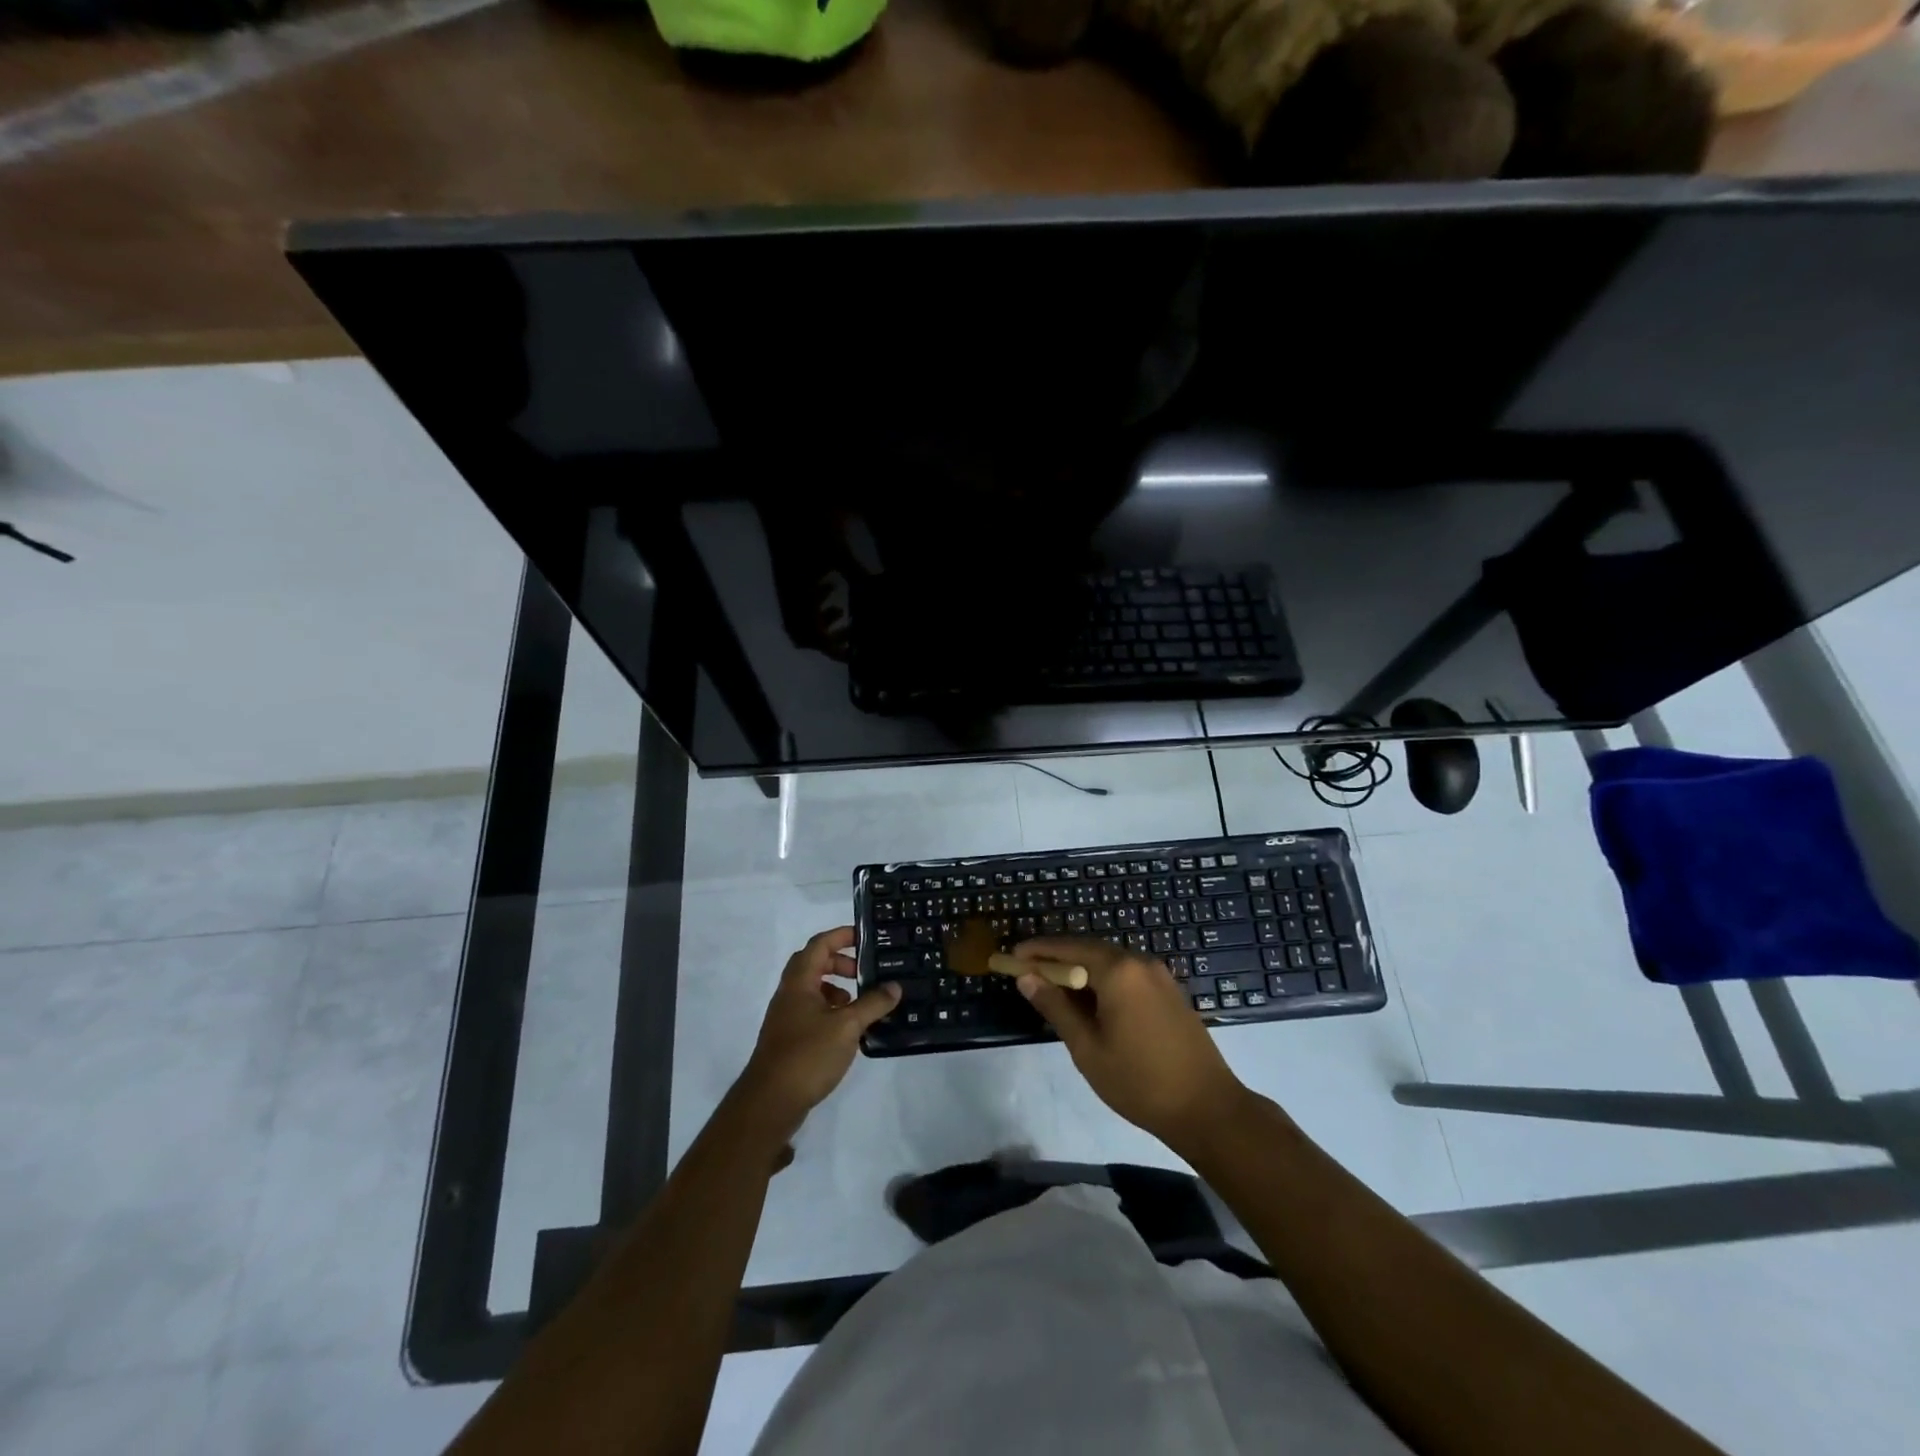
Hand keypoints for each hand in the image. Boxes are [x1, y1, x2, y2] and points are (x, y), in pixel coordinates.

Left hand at [734, 927, 899, 1141]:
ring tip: (860, 1003)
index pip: (819, 944)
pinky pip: (812, 1011)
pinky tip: (848, 1029)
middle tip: (864, 972)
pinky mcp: (788, 1039)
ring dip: (836, 988)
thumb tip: (894, 986)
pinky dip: (831, 1010)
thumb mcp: (847, 1026)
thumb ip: (872, 1003)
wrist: (770, 1102)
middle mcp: (789, 994)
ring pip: (812, 989)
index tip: (865, 937)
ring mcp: (786, 1017)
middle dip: (840, 962)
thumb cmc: (808, 1054)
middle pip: (813, 964)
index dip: (841, 935)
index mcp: (799, 982)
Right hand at [1014, 937, 1249, 1149]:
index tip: (1012, 957)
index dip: (1038, 951)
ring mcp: (1159, 976)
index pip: (1069, 949)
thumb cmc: (1140, 1082)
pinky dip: (1103, 980)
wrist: (1207, 1109)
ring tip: (1054, 989)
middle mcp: (1139, 962)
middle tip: (1028, 973)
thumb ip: (1056, 1008)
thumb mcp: (1087, 1048)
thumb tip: (1026, 979)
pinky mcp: (1170, 991)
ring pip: (1109, 962)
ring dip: (1080, 971)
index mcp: (1118, 971)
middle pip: (1089, 950)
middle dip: (1057, 959)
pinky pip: (1127, 975)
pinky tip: (1090, 1002)